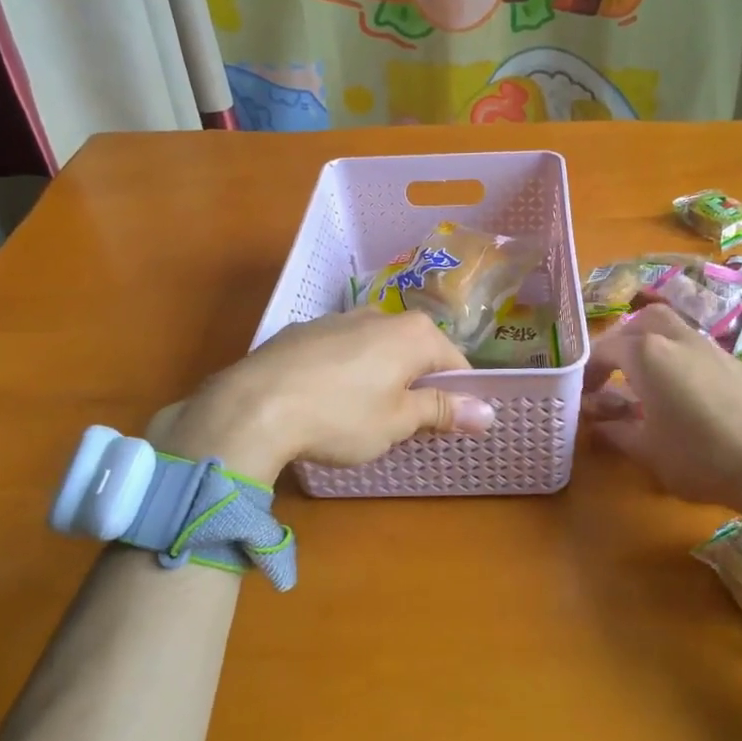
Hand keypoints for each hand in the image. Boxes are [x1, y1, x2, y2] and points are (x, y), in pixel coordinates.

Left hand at [154, 309, 494, 485]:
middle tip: (404, 426)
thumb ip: (442, 410)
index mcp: (412, 333)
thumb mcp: (397, 421)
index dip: (458, 395)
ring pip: (375, 348)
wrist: (253, 406)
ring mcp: (337, 318)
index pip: (455, 361)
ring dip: (379, 376)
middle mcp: (379, 314)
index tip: (448, 425)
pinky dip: (343, 371)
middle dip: (415, 384)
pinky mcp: (302, 331)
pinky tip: (323, 401)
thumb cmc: (341, 416)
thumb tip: (488, 412)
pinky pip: (339, 350)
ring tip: (360, 416)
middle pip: (414, 351)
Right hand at [580, 305, 741, 532]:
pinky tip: (678, 388)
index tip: (581, 395)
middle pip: (639, 322)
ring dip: (648, 343)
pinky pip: (692, 343)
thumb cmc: (700, 457)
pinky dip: (674, 353)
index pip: (604, 349)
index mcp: (646, 354)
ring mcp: (707, 345)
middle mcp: (675, 338)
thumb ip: (615, 431)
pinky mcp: (731, 360)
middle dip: (619, 343)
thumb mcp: (646, 450)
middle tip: (611, 374)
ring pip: (669, 327)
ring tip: (642, 378)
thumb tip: (596, 422)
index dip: (587, 371)